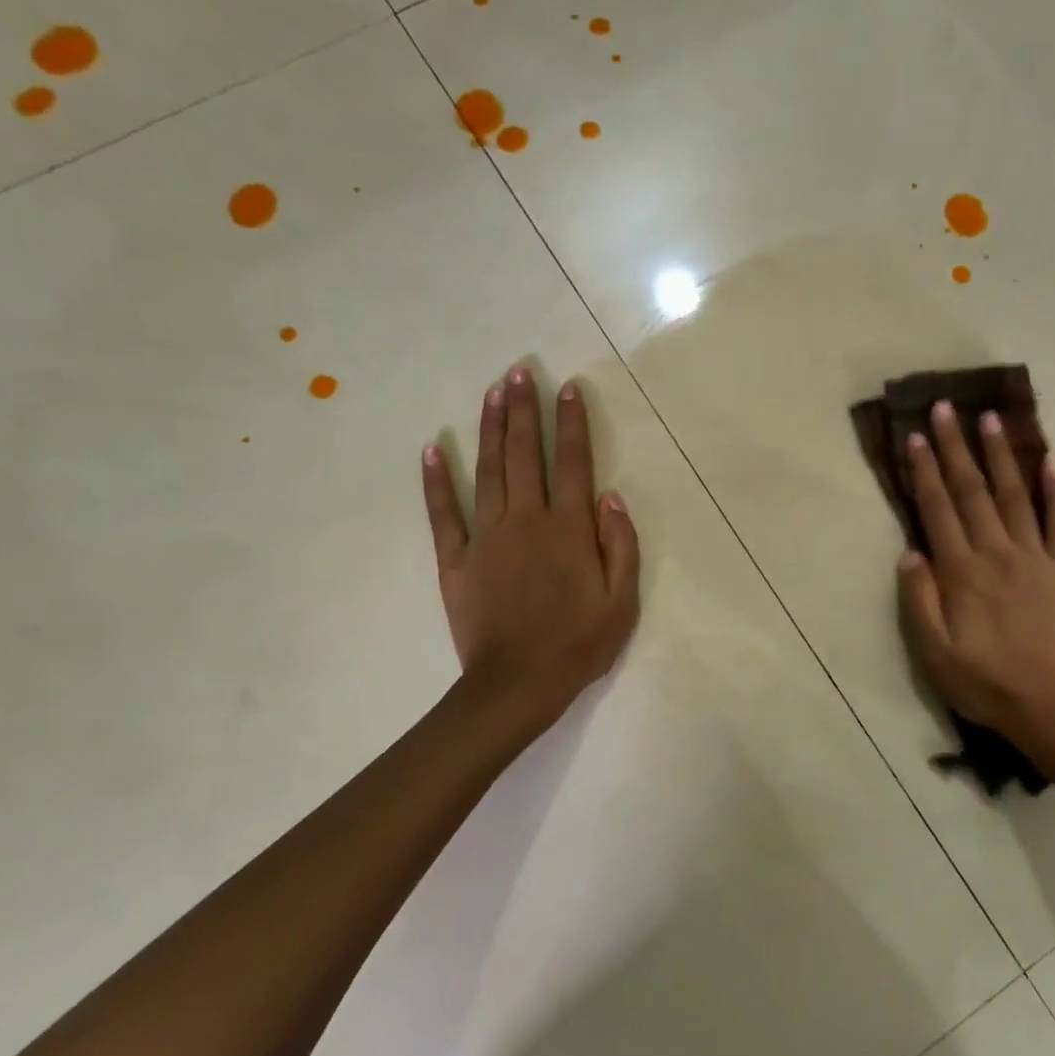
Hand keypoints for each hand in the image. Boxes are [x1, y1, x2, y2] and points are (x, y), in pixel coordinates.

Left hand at [422, 367, 640, 729]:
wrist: (518, 684)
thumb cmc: (578, 645)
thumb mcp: (622, 602)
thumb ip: (621, 545)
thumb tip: (609, 497)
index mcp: (568, 529)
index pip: (572, 463)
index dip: (571, 423)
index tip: (566, 388)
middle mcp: (526, 520)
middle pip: (524, 454)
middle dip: (523, 409)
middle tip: (520, 370)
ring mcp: (486, 537)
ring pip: (487, 471)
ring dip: (489, 428)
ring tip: (492, 392)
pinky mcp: (455, 560)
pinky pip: (443, 513)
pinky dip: (436, 481)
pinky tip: (432, 450)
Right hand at [896, 400, 1054, 743]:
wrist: (1052, 707)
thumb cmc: (984, 682)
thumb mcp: (932, 653)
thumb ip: (919, 600)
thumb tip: (910, 552)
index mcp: (961, 572)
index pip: (938, 509)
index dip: (925, 471)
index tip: (915, 436)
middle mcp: (997, 553)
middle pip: (972, 491)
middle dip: (956, 448)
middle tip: (947, 408)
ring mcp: (1037, 559)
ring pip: (1014, 496)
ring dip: (1000, 456)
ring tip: (991, 419)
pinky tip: (1051, 462)